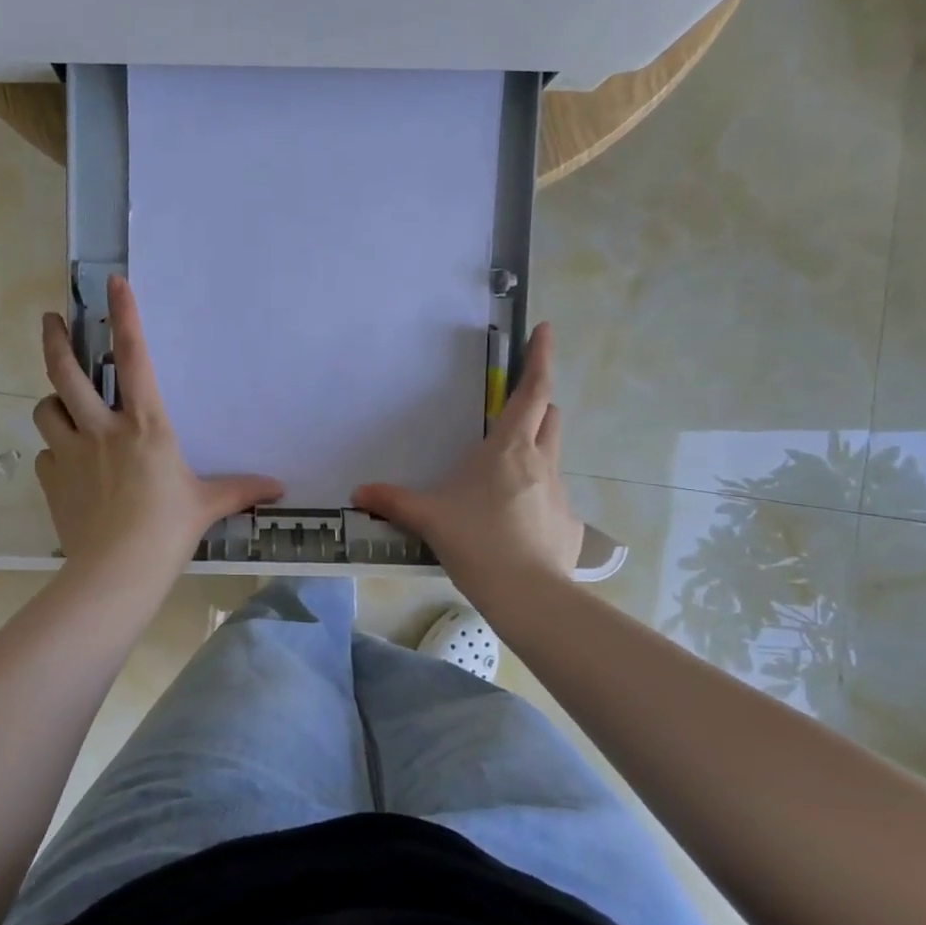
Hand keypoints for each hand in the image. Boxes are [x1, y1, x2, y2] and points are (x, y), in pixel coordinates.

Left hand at [34, 276, 283, 585]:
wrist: (116, 572)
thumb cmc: (167, 529)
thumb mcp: (207, 504)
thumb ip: (240, 489)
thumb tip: (279, 488)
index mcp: (145, 425)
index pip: (134, 358)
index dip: (125, 315)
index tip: (114, 282)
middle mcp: (101, 428)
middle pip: (65, 372)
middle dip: (55, 340)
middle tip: (51, 320)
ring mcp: (70, 453)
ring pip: (46, 409)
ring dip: (53, 403)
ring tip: (63, 408)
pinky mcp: (52, 480)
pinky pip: (46, 454)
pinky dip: (54, 453)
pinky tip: (68, 467)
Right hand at [352, 322, 583, 596]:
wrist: (528, 595)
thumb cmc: (477, 541)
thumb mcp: (428, 517)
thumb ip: (392, 501)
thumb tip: (358, 493)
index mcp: (508, 449)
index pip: (532, 391)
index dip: (539, 357)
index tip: (544, 329)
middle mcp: (540, 461)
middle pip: (550, 415)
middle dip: (539, 403)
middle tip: (516, 408)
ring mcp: (559, 492)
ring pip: (552, 454)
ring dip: (536, 448)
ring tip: (505, 473)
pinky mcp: (568, 523)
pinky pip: (552, 496)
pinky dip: (536, 495)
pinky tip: (516, 522)